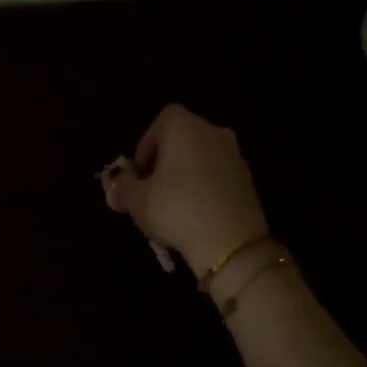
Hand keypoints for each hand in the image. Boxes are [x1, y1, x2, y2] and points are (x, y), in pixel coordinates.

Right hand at [102, 104, 269, 274]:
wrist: (230, 243)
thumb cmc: (175, 210)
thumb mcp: (134, 199)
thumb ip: (121, 185)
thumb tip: (118, 181)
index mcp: (184, 127)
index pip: (159, 123)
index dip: (145, 147)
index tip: (139, 174)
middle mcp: (212, 132)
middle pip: (181, 139)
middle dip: (163, 162)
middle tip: (150, 191)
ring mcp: (234, 154)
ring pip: (199, 158)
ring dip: (184, 175)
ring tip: (171, 206)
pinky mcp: (248, 179)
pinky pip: (216, 175)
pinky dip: (203, 187)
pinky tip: (195, 213)